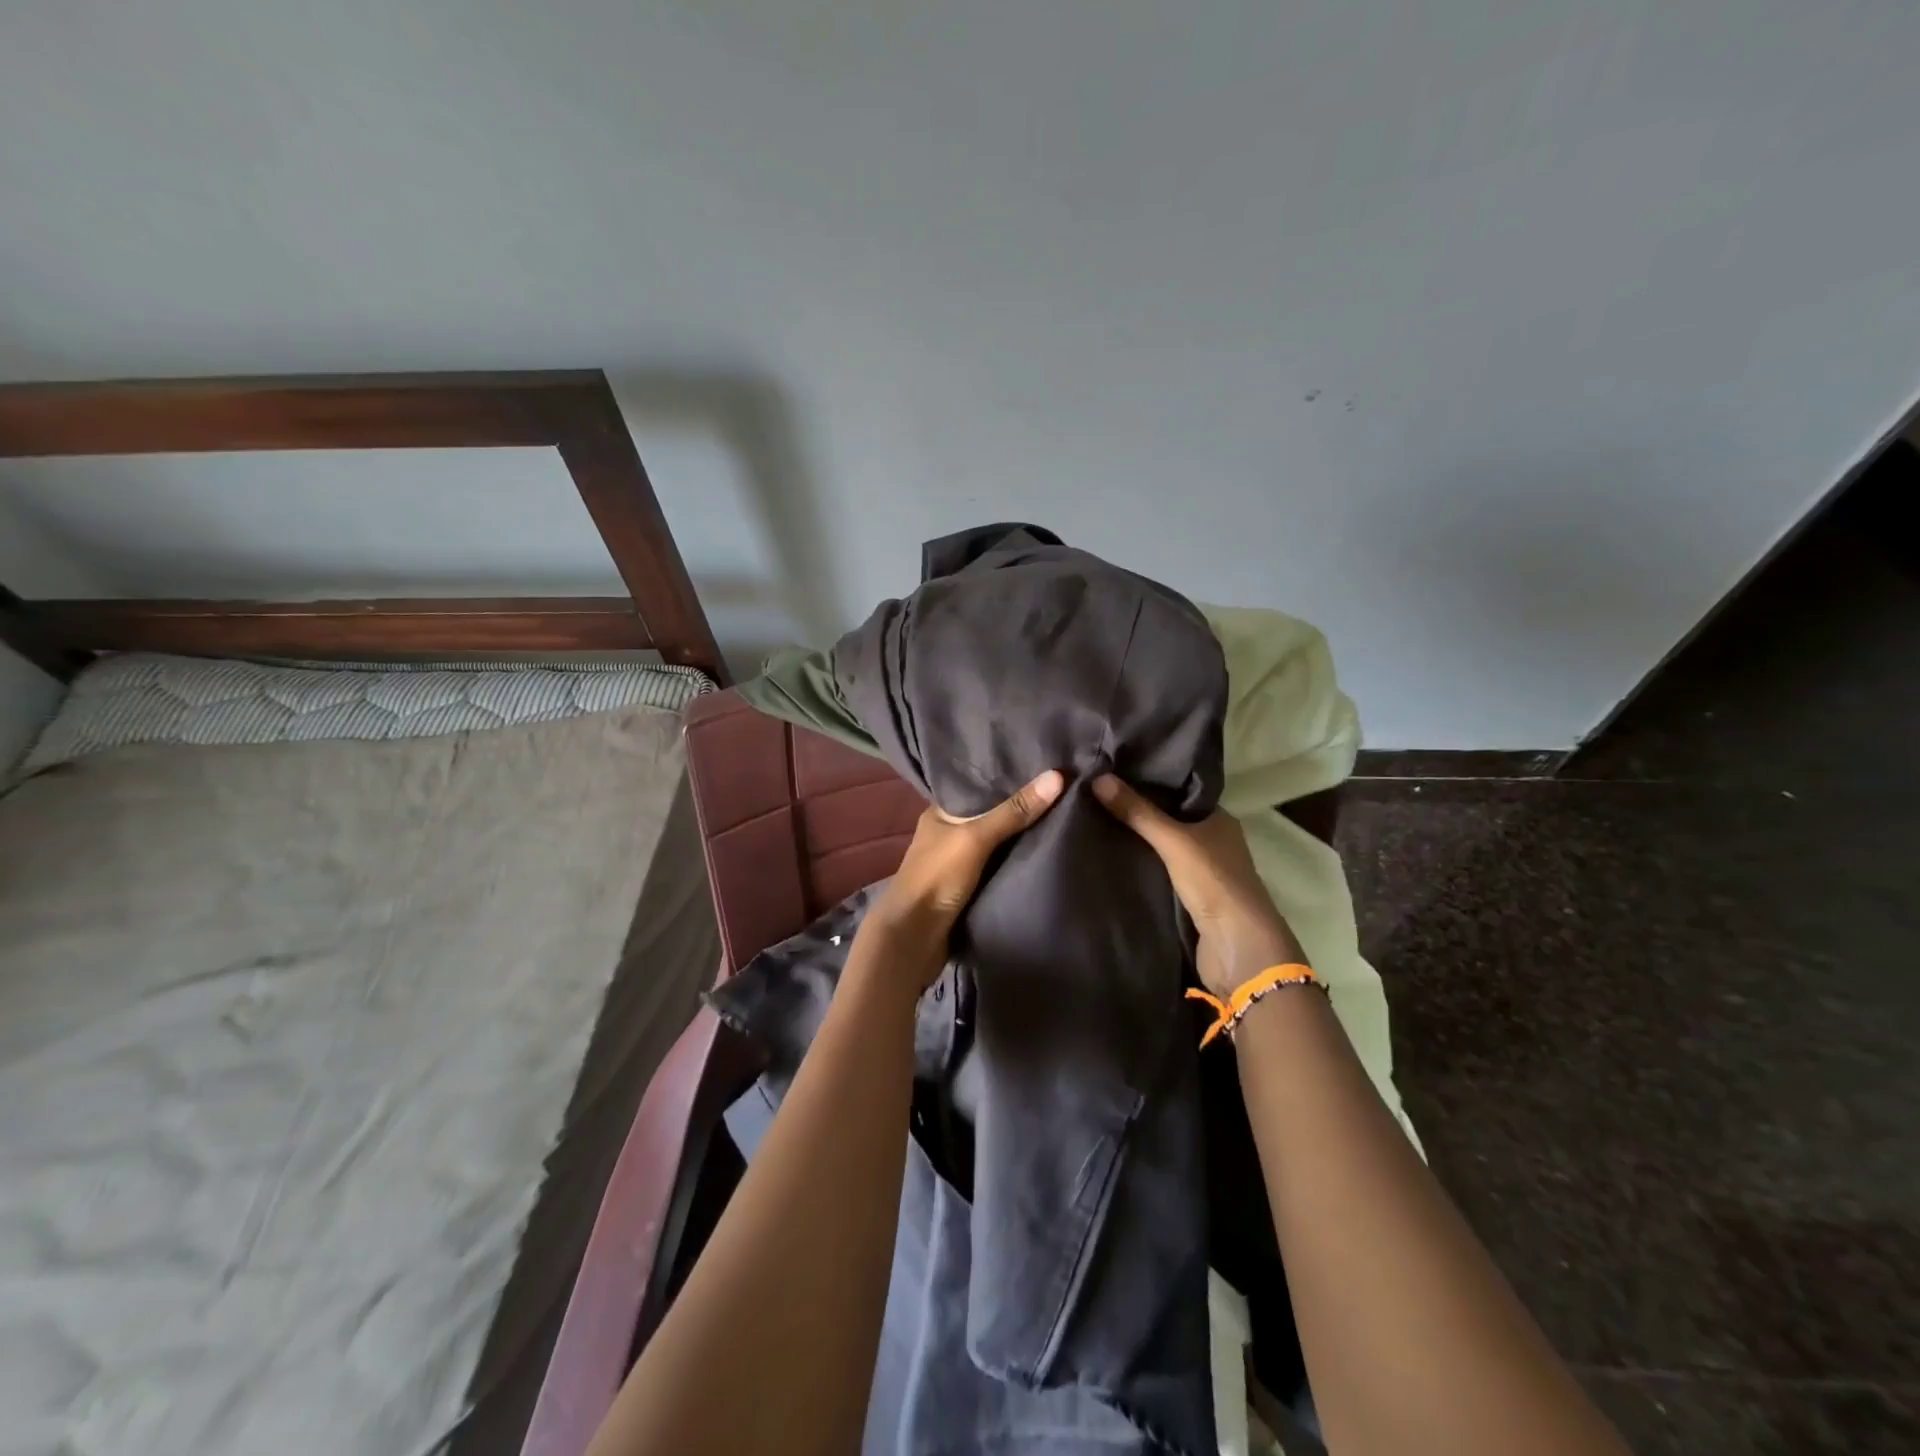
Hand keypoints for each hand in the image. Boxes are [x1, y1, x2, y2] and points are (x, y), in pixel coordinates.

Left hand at [864, 769, 1065, 987]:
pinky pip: (1000, 868)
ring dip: (1022, 838)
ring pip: (997, 844)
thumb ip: (1014, 811)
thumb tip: (1057, 776)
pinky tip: (1046, 853)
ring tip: (1064, 818)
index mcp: (941, 813)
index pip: (979, 786)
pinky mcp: (969, 889)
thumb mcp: (976, 838)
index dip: (1008, 778)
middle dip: (1021, 809)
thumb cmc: (937, 878)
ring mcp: (958, 863)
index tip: (1045, 768)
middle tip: (1062, 793)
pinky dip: (1017, 862)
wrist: (914, 939)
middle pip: (991, 815)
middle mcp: (948, 833)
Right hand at [1093, 774, 1305, 997]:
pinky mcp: (1188, 897)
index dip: (1148, 781)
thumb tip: (1098, 777)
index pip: (1178, 791)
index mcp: (1218, 819)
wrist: (1238, 947)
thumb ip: (1137, 812)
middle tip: (1094, 793)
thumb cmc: (1214, 882)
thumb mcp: (1173, 840)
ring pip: (1161, 846)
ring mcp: (1201, 870)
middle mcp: (1212, 840)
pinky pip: (1157, 871)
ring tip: (1092, 819)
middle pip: (1168, 818)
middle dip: (1136, 809)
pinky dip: (1138, 864)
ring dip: (1135, 839)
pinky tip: (1109, 855)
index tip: (1112, 770)